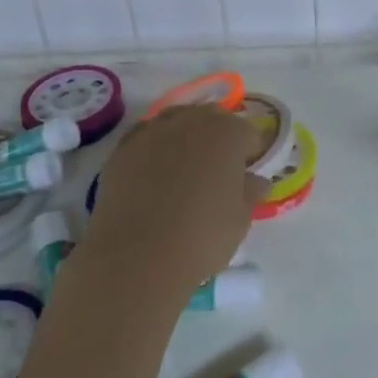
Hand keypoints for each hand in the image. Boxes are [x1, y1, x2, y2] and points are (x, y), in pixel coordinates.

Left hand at [84, 106, 266, 304]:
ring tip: (182, 174)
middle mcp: (190, 121)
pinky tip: (153, 179)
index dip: (250, 154)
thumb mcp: (240, 220)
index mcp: (227, 133)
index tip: (245, 178)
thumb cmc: (201, 237)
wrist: (135, 258)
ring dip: (185, 140)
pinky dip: (154, 151)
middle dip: (217, 140)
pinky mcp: (122, 150)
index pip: (248, 133)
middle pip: (211, 119)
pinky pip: (147, 140)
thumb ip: (250, 192)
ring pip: (176, 124)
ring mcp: (152, 132)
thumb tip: (254, 181)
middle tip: (216, 175)